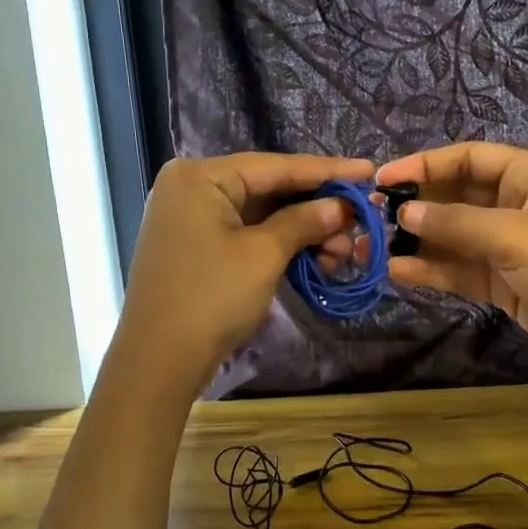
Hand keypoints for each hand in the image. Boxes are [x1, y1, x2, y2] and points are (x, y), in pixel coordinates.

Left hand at [114, 152, 373, 393]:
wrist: (158, 362)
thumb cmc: (211, 298)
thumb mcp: (263, 255)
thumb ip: (304, 221)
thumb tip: (341, 207)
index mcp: (200, 176)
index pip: (276, 166)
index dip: (327, 171)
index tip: (369, 171)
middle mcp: (191, 187)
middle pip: (269, 188)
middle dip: (317, 208)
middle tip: (359, 221)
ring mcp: (191, 219)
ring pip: (261, 214)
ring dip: (304, 231)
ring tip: (342, 252)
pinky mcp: (196, 247)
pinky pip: (247, 234)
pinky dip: (280, 245)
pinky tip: (316, 259)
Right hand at [375, 142, 527, 388]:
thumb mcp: (514, 235)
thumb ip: (455, 222)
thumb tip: (404, 212)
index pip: (469, 158)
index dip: (425, 165)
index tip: (383, 178)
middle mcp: (520, 204)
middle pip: (458, 196)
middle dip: (417, 207)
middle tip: (371, 216)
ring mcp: (512, 246)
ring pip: (455, 237)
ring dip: (417, 243)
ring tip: (372, 249)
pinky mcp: (506, 283)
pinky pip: (462, 269)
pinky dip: (433, 271)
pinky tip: (398, 274)